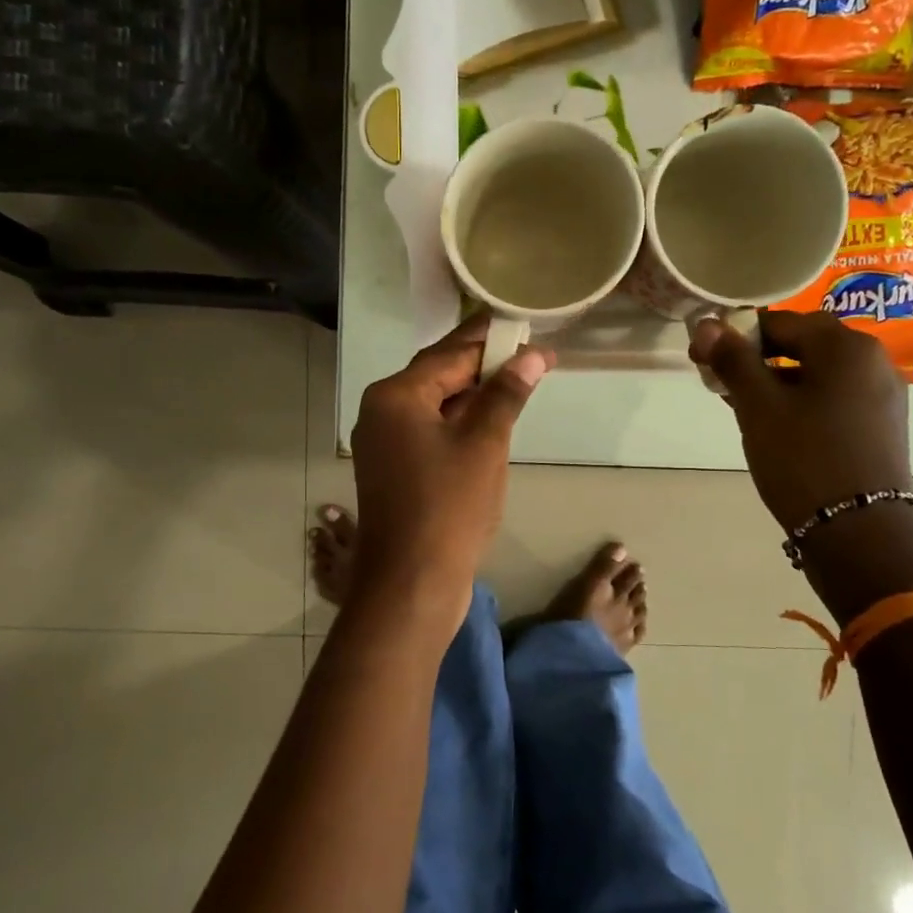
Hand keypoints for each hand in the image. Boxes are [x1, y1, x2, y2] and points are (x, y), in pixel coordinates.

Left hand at [350, 316, 554, 602]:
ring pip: (435, 405)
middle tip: (528, 353)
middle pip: (438, 375)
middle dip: (483, 365)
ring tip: (517, 380)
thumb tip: (531, 355)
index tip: (527, 329)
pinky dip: (460, 423)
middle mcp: (381, 411)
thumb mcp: (484, 444)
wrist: (411, 583)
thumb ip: (505, 394)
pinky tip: (490, 420)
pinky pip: (430, 431)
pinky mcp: (394, 469)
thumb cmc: (448, 507)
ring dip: (474, 394)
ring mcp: (384, 443)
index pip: (450, 354)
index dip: (492, 341)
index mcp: (395, 396)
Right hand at [690, 310, 911, 530]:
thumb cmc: (803, 459)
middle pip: (804, 344)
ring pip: (819, 373)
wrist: (858, 532)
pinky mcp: (883, 425)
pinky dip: (804, 401)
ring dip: (779, 381)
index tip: (705, 360)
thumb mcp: (759, 407)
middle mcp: (874, 360)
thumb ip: (732, 361)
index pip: (780, 322)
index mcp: (846, 346)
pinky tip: (780, 427)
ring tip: (746, 410)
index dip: (737, 337)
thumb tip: (706, 324)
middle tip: (724, 385)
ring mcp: (884, 394)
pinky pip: (835, 397)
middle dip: (759, 359)